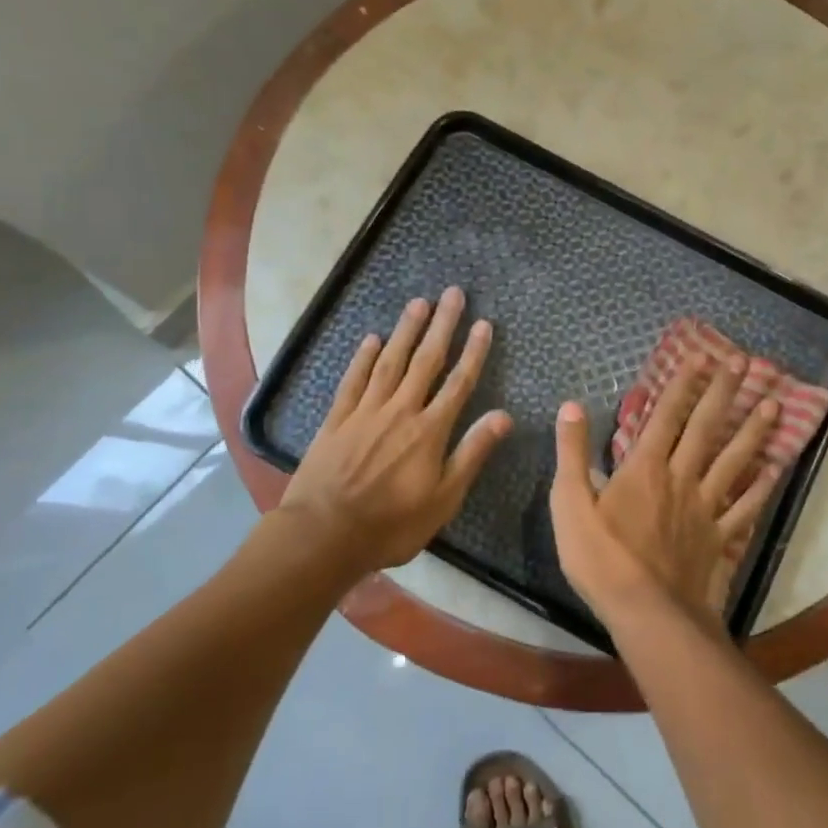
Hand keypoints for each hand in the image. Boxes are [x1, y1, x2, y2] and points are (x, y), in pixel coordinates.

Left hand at [280, 288, 512, 571]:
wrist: (324, 534)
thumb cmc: (391, 524)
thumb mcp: (444, 499)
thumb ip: (472, 453)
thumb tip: (504, 416)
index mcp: (430, 430)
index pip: (458, 382)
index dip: (473, 352)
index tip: (484, 323)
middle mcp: (400, 410)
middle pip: (426, 360)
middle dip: (442, 326)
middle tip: (452, 294)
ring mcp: (365, 412)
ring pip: (390, 362)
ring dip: (406, 331)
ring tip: (418, 302)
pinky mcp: (337, 419)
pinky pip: (353, 380)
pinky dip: (363, 358)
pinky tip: (372, 339)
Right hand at [551, 355, 782, 625]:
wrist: (646, 614)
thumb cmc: (601, 559)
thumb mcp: (569, 503)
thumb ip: (571, 452)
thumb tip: (572, 405)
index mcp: (644, 468)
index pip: (666, 415)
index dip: (683, 383)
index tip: (701, 356)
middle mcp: (680, 478)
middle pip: (706, 428)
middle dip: (724, 393)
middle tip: (745, 363)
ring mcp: (705, 508)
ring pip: (733, 461)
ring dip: (753, 431)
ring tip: (775, 404)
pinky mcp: (719, 538)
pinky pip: (744, 508)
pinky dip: (761, 489)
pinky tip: (774, 471)